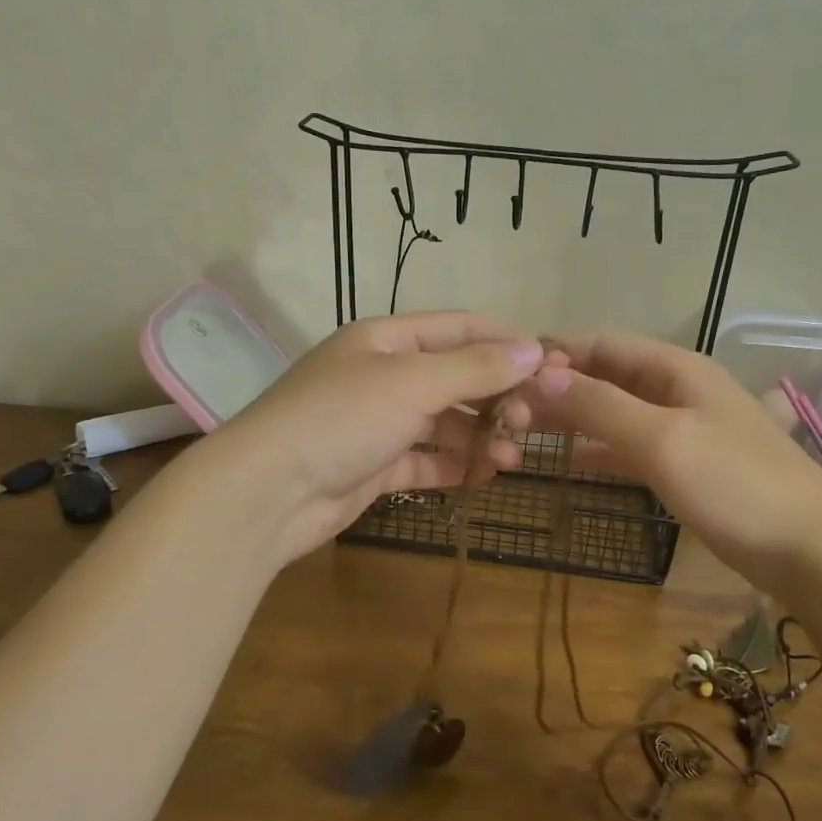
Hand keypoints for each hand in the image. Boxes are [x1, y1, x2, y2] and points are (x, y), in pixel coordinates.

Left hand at [198, 311, 545, 564]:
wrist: (268, 492)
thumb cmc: (342, 418)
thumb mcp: (413, 383)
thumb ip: (476, 367)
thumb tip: (534, 349)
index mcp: (386, 339)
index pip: (458, 328)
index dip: (506, 341)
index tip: (553, 362)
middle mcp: (382, 375)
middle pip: (454, 377)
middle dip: (496, 396)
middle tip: (531, 420)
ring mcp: (376, 423)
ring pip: (442, 423)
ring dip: (480, 436)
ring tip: (514, 457)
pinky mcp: (373, 467)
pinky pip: (425, 461)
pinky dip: (454, 467)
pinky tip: (485, 475)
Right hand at [525, 331, 821, 579]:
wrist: (811, 551)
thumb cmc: (737, 485)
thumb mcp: (663, 439)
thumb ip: (600, 406)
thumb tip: (539, 376)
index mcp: (675, 368)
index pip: (601, 342)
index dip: (554, 351)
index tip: (505, 372)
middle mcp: (676, 389)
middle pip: (606, 374)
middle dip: (558, 386)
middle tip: (505, 409)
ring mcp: (682, 428)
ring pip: (615, 410)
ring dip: (573, 417)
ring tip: (522, 429)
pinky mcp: (685, 465)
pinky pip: (630, 445)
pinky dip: (598, 448)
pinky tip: (568, 460)